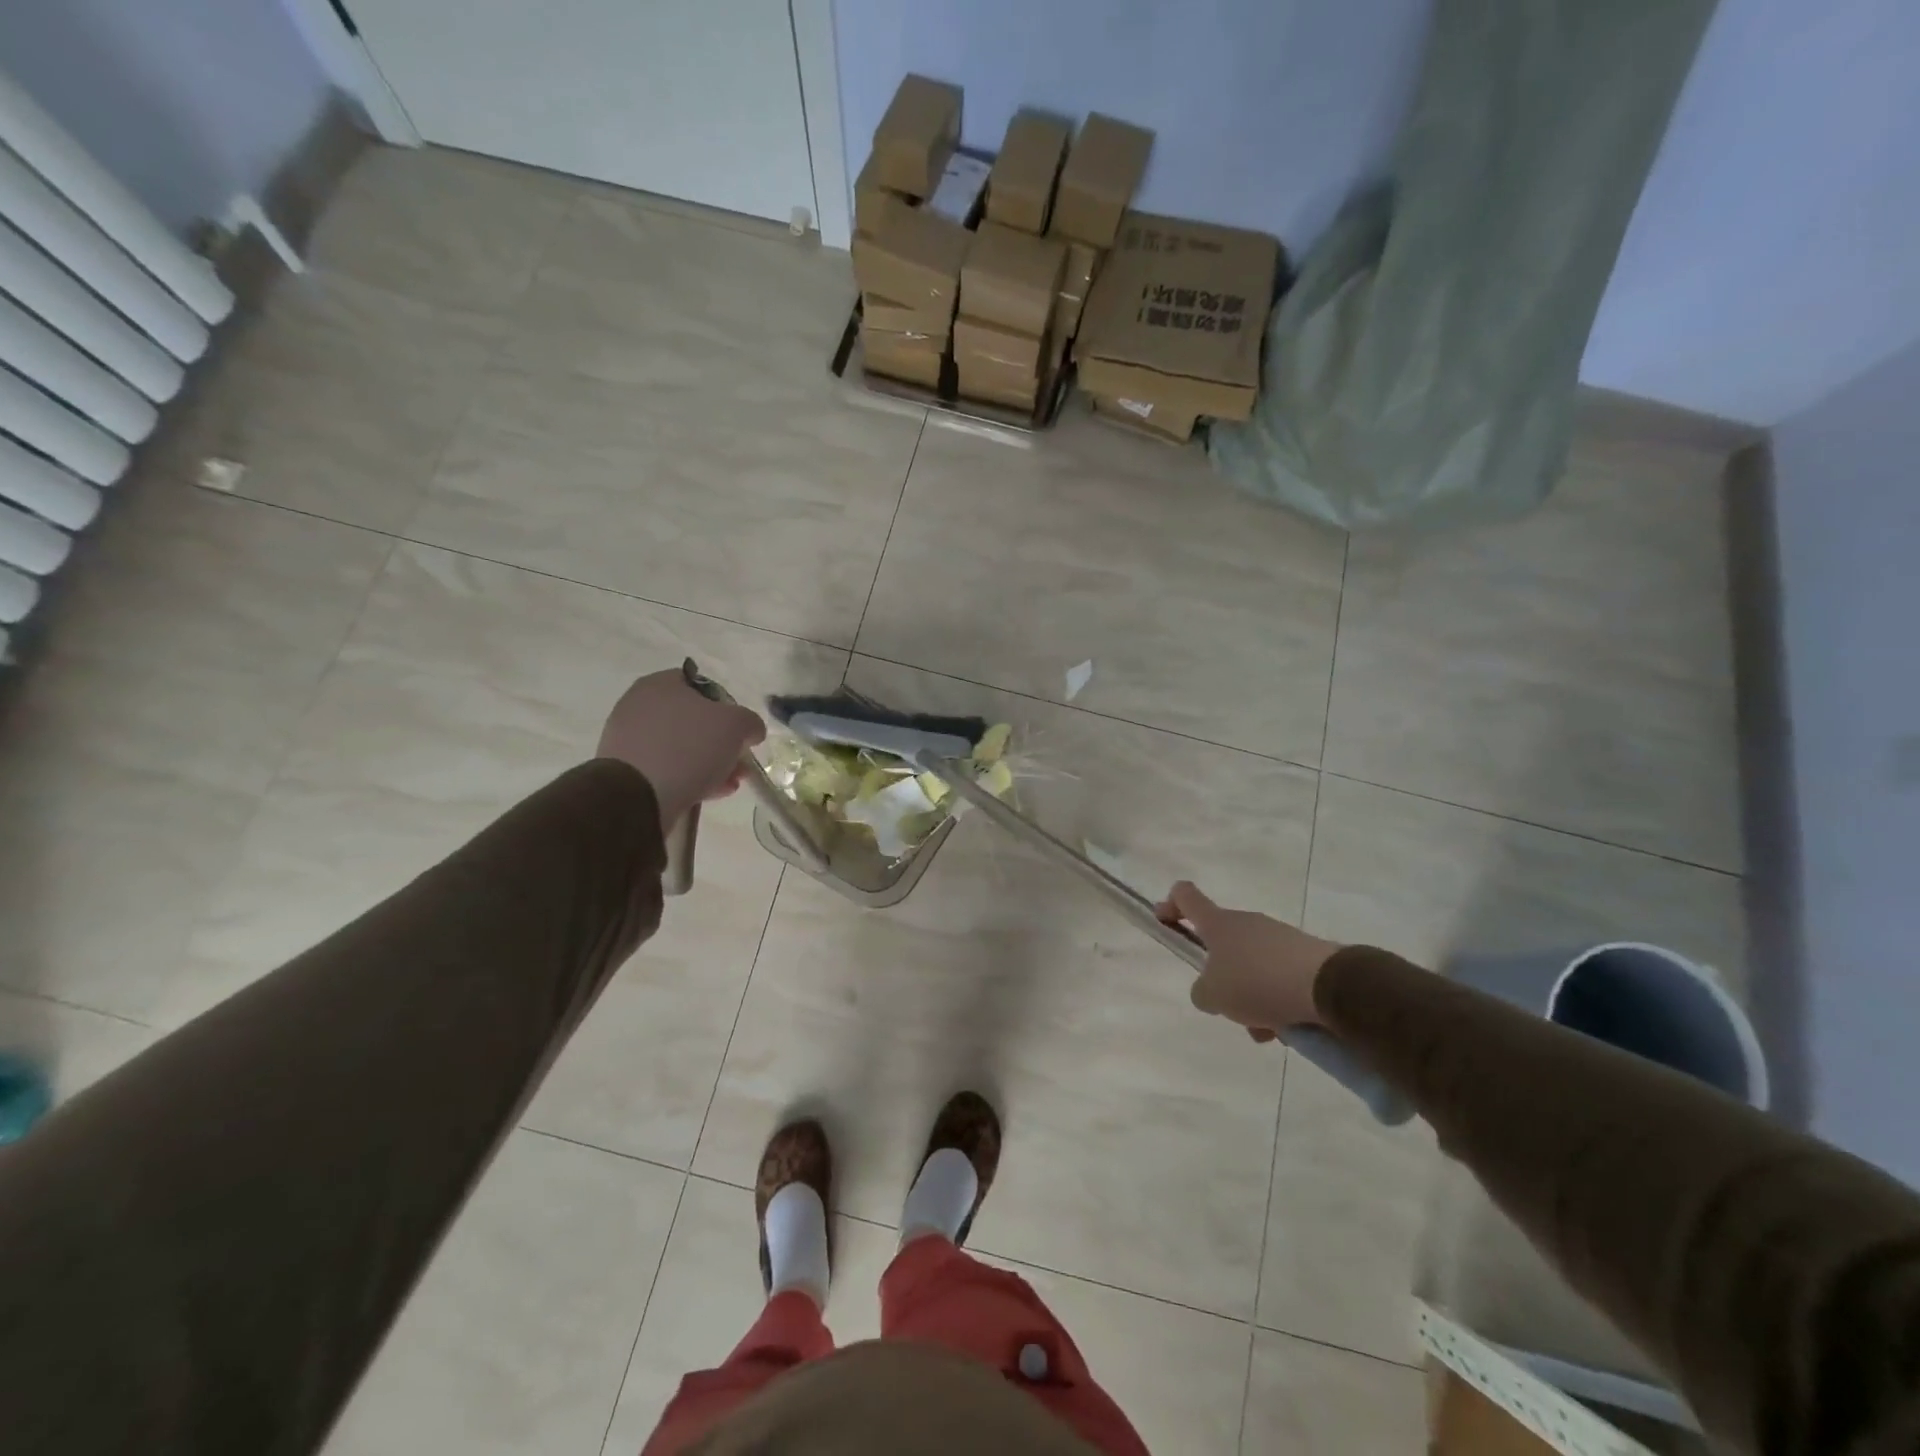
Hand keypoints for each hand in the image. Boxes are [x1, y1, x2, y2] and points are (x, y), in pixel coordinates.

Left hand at [598, 669, 765, 831]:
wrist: (638, 795)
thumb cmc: (689, 747)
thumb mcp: (736, 725)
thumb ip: (749, 722)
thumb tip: (750, 731)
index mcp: (660, 684)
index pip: (702, 686)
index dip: (728, 706)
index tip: (741, 729)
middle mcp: (639, 706)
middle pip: (693, 721)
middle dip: (721, 742)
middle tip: (739, 761)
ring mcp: (629, 739)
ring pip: (681, 747)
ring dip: (710, 763)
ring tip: (730, 783)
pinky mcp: (626, 771)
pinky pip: (666, 768)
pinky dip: (689, 777)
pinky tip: (710, 793)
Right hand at [1155, 881, 1343, 1040]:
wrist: (1327, 985)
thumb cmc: (1257, 981)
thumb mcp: (1213, 995)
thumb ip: (1202, 992)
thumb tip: (1210, 991)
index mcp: (1218, 924)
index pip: (1186, 896)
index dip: (1170, 905)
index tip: (1164, 920)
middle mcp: (1246, 923)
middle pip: (1222, 944)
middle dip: (1221, 979)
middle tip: (1227, 1008)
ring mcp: (1278, 937)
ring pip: (1252, 967)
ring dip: (1251, 997)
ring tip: (1266, 1030)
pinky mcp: (1306, 955)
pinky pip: (1279, 977)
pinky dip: (1277, 1001)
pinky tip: (1287, 1027)